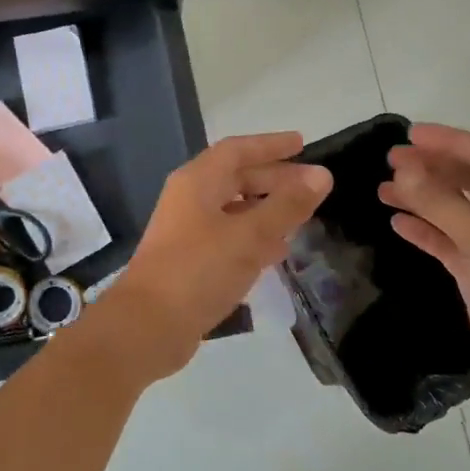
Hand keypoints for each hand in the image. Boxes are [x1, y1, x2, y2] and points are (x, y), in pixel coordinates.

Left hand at [104, 132, 331, 383]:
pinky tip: (277, 251)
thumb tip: (321, 175)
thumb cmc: (198, 270)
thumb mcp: (249, 236)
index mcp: (197, 182)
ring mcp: (188, 231)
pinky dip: (254, 237)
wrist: (148, 326)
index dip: (270, 145)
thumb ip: (286, 206)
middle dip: (274, 179)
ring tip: (302, 216)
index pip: (237, 150)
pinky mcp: (190, 261)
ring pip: (234, 209)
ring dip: (266, 209)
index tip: (302, 144)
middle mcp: (190, 199)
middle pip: (236, 178)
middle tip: (312, 186)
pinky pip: (229, 237)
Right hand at [378, 123, 469, 423]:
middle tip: (390, 161)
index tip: (410, 136)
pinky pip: (448, 243)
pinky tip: (398, 223)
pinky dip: (424, 231)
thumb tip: (402, 169)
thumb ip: (442, 203)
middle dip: (431, 168)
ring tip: (384, 190)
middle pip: (469, 181)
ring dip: (422, 198)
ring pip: (455, 211)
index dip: (450, 141)